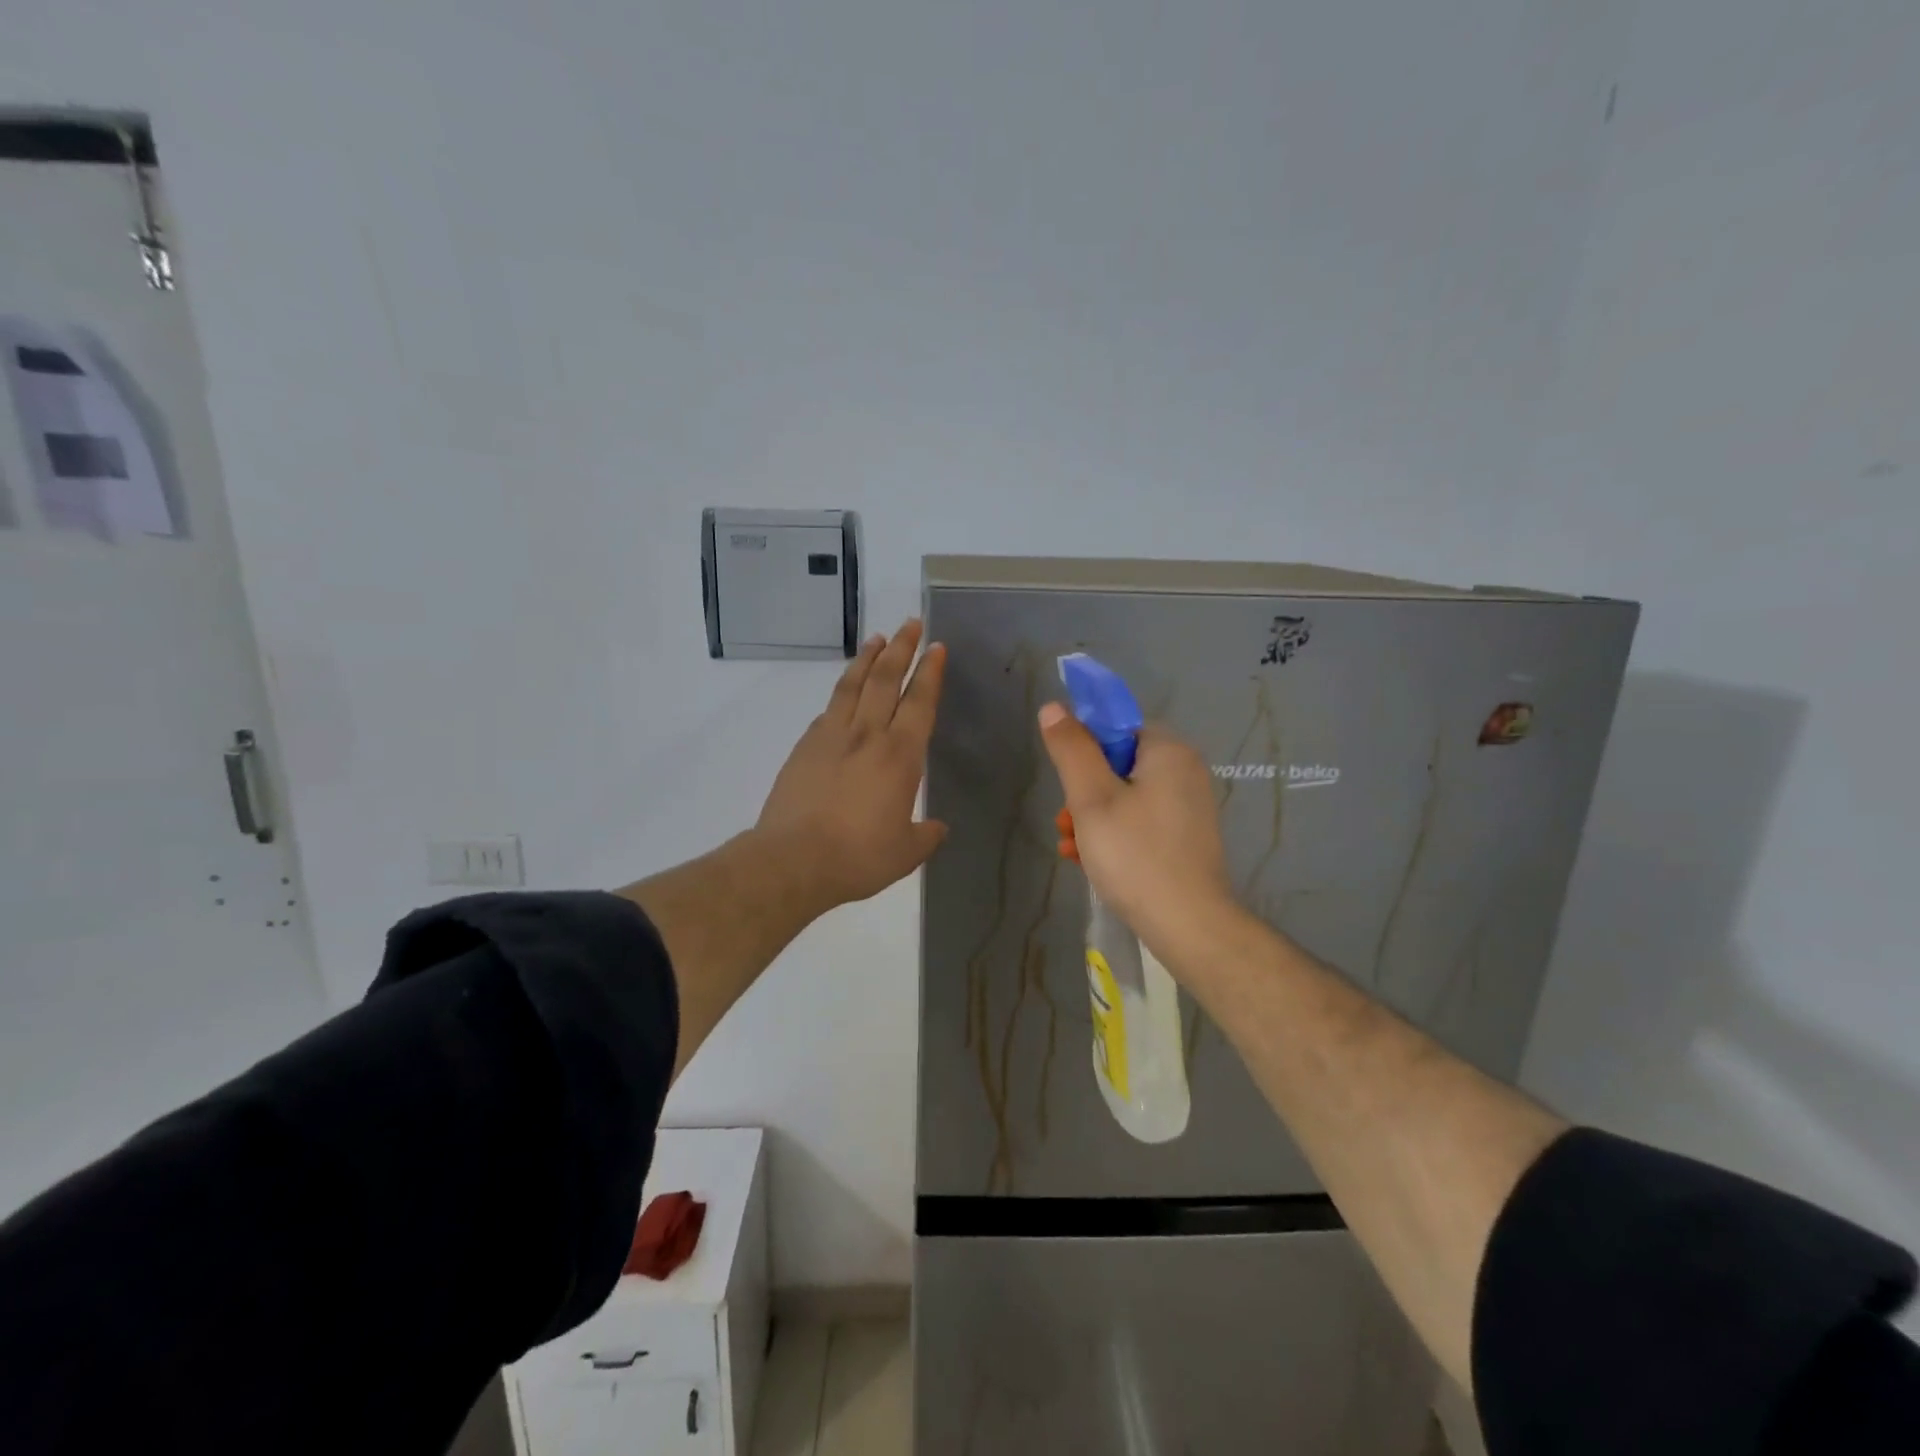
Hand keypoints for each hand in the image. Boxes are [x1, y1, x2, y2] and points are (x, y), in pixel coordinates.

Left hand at [756, 620, 947, 908]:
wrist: (793, 861)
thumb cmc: (859, 857)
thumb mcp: (906, 852)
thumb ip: (926, 835)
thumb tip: (937, 828)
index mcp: (900, 756)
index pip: (920, 702)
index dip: (930, 673)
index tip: (936, 648)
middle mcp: (867, 735)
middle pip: (886, 679)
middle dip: (902, 648)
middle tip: (911, 624)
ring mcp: (831, 736)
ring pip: (853, 685)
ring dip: (867, 658)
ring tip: (877, 639)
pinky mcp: (804, 747)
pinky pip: (828, 710)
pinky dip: (841, 693)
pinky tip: (843, 692)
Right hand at [1038, 705, 1238, 963]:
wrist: (1188, 925)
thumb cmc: (1135, 854)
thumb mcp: (1091, 798)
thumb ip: (1071, 749)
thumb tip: (1054, 707)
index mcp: (1169, 751)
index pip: (1116, 728)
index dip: (1085, 750)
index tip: (1069, 784)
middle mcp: (1185, 771)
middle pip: (1118, 764)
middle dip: (1084, 792)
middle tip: (1067, 823)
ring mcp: (1188, 807)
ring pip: (1125, 797)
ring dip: (1092, 818)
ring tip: (1072, 848)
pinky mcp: (1186, 838)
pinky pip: (1140, 822)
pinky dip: (1114, 835)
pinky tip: (1090, 862)